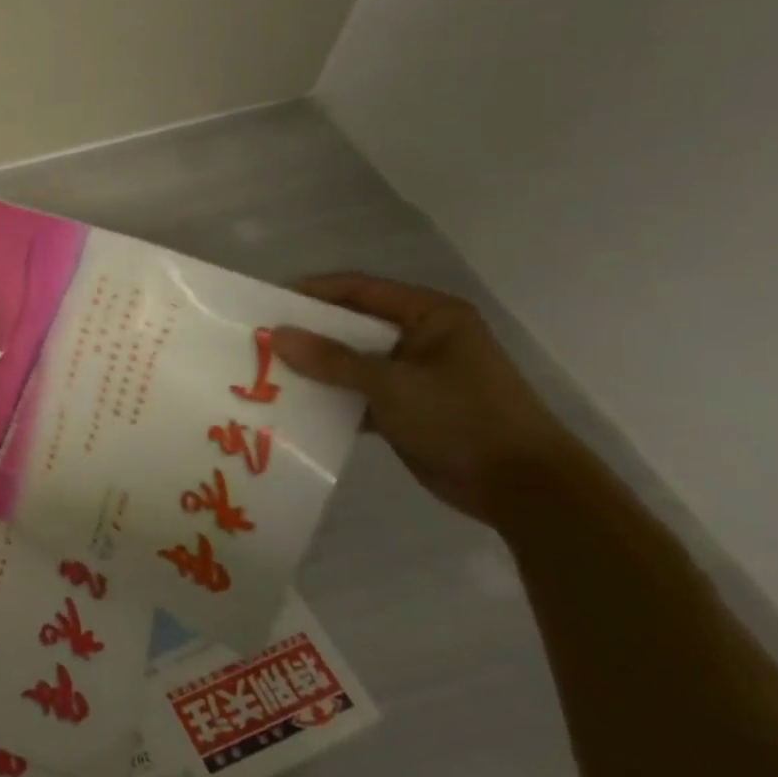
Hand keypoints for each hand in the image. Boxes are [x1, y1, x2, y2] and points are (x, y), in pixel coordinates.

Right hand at [271, 274, 573, 525]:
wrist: (519, 486)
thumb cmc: (462, 418)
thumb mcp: (392, 384)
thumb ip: (332, 360)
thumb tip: (277, 335)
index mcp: (430, 315)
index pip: (360, 289)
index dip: (312, 293)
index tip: (266, 306)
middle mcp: (421, 337)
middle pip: (351, 325)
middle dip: (307, 334)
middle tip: (258, 341)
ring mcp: (413, 374)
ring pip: (350, 361)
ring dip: (314, 369)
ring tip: (265, 373)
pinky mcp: (405, 407)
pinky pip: (356, 393)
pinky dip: (330, 398)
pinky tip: (293, 407)